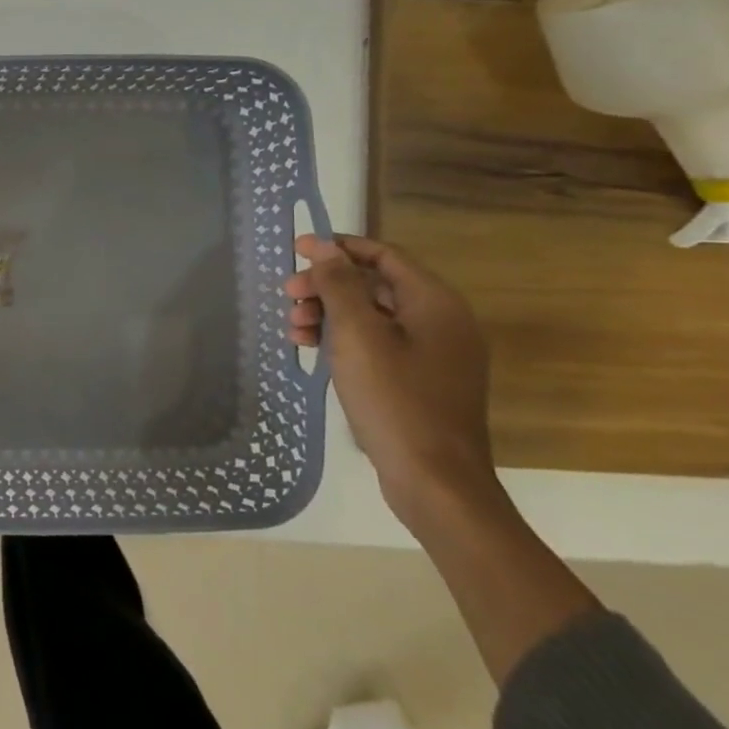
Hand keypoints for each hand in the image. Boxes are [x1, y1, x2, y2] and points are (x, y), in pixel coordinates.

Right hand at [283, 235, 502, 526]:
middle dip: (327, 285)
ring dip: (329, 313)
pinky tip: (313, 351)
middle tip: (288, 295)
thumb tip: (325, 247)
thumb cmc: (395, 399)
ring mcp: (434, 353)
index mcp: (434, 303)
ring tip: (293, 328)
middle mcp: (441, 321)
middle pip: (375, 285)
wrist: (435, 481)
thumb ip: (340, 286)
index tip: (295, 250)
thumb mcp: (358, 335)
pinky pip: (378, 343)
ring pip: (372, 315)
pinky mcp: (421, 379)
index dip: (338, 248)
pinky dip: (344, 340)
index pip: (383, 255)